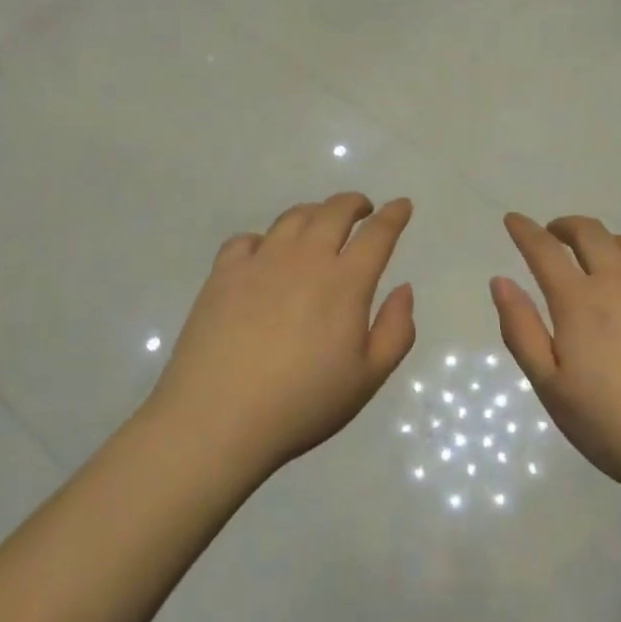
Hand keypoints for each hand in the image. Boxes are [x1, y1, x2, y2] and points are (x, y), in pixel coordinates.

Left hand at [148, 193, 415, 476]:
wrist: (217, 418)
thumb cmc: (302, 404)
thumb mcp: (367, 378)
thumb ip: (396, 330)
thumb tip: (403, 288)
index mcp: (345, 282)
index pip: (377, 234)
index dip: (394, 215)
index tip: (402, 205)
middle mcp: (305, 259)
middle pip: (334, 212)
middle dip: (354, 203)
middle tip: (363, 209)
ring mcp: (260, 261)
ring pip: (293, 218)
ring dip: (314, 212)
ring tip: (319, 223)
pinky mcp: (223, 273)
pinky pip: (247, 239)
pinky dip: (265, 238)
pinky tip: (265, 253)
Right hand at [491, 213, 620, 495]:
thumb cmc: (613, 425)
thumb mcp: (550, 387)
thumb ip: (521, 329)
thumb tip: (500, 281)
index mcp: (578, 301)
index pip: (544, 249)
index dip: (525, 230)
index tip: (513, 219)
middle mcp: (619, 281)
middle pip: (590, 232)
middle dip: (565, 226)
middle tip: (555, 235)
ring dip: (605, 244)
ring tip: (598, 262)